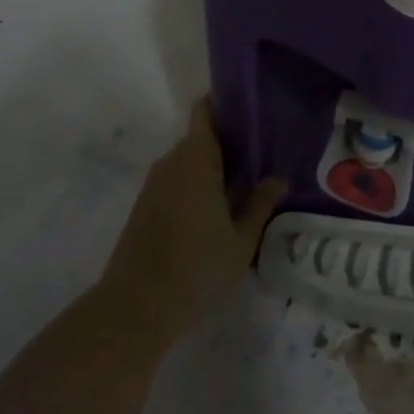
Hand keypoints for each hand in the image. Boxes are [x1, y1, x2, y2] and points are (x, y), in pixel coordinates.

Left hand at [99, 97, 286, 345]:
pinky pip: (176, 181)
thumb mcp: (241, 240)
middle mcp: (172, 160)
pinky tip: (215, 211)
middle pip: (201, 137)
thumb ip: (260, 204)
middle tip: (260, 155)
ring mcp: (154, 184)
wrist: (134, 309)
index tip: (252, 112)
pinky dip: (195, 186)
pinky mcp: (144, 206)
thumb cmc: (196, 267)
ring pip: (188, 162)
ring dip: (211, 167)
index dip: (226, 104)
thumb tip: (278, 179)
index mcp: (197, 157)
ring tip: (243, 184)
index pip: (206, 110)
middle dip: (228, 142)